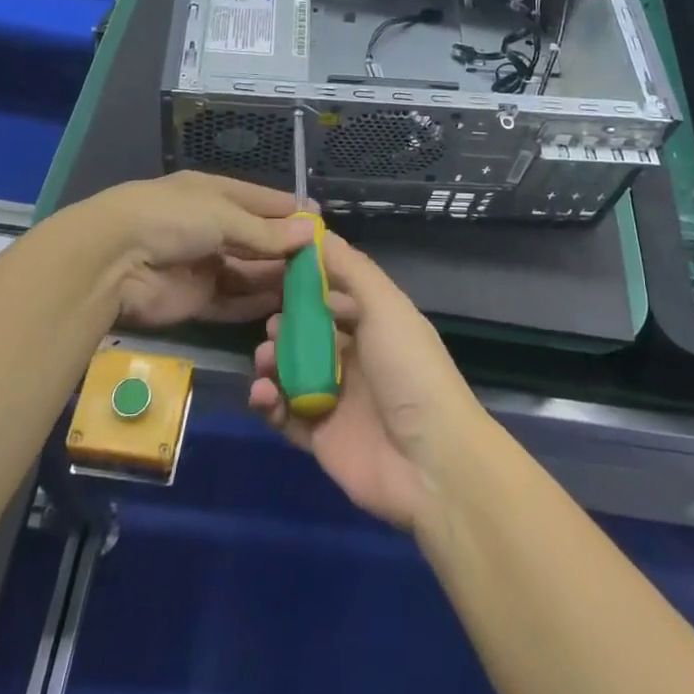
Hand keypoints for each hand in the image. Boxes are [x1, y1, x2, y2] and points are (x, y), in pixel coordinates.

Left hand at [65, 172, 316, 328]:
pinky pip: (234, 301)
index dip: (290, 211)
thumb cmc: (172, 218)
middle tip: (325, 262)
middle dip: (287, 248)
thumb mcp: (224, 216)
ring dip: (276, 277)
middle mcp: (211, 226)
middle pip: (257, 238)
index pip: (261, 201)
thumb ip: (266, 232)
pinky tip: (285, 306)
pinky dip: (257, 303)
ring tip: (313, 286)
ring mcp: (204, 264)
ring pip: (248, 271)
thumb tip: (311, 233)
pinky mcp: (197, 300)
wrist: (113, 260)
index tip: (321, 222)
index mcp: (215, 194)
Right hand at [248, 231, 485, 532]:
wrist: (430, 462)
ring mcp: (336, 397)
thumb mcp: (385, 305)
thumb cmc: (409, 369)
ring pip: (290, 370)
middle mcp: (355, 356)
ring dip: (271, 361)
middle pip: (307, 332)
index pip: (333, 293)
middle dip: (283, 324)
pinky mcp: (319, 436)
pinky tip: (262, 393)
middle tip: (270, 325)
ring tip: (264, 360)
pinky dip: (268, 401)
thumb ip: (350, 268)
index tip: (272, 268)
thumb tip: (316, 231)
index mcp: (375, 323)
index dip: (305, 282)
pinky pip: (284, 413)